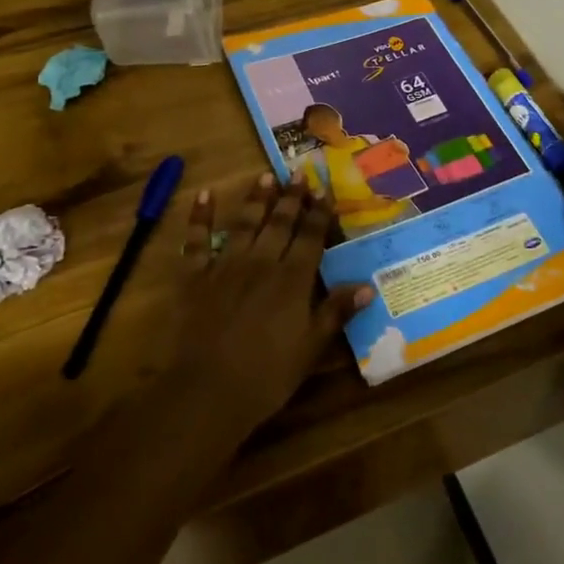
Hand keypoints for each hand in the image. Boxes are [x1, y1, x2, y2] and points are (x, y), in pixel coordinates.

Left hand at [163, 174, 371, 437]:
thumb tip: (367, 286)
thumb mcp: (311, 348)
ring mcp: (226, 266)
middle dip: (291, 197)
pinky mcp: (195, 276)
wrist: (207, 390)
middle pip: (280, 223)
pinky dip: (200, 216)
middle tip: (298, 173)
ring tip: (265, 177)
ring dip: (256, 199)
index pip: (310, 237)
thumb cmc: (267, 375)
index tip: (324, 190)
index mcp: (292, 279)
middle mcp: (261, 263)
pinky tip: (204, 194)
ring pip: (244, 223)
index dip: (318, 213)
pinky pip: (197, 240)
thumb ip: (336, 312)